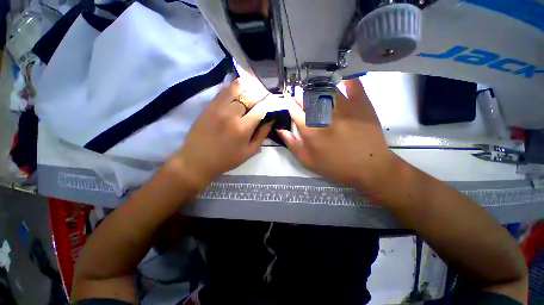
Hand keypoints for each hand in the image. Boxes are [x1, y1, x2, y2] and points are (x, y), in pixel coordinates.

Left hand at [169, 78, 272, 187]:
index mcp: (243, 128)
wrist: (197, 159)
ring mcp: (219, 107)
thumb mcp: (249, 152)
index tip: (273, 104)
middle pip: (251, 95)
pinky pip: (224, 89)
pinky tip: (240, 89)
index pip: (261, 109)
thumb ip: (262, 135)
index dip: (269, 104)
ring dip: (249, 86)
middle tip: (265, 96)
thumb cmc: (226, 159)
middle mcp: (231, 114)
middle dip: (261, 94)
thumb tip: (271, 120)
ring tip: (254, 89)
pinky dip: (235, 86)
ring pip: (237, 87)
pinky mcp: (210, 104)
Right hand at [278, 79, 397, 192]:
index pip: (294, 110)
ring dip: (317, 86)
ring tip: (315, 87)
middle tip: (300, 93)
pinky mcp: (361, 104)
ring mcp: (343, 107)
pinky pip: (352, 85)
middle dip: (301, 94)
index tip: (289, 99)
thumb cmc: (335, 167)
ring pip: (326, 89)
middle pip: (308, 97)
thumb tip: (280, 130)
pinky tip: (341, 79)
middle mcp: (324, 115)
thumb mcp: (308, 161)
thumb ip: (292, 144)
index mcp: (310, 130)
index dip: (290, 103)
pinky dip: (346, 79)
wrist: (369, 167)